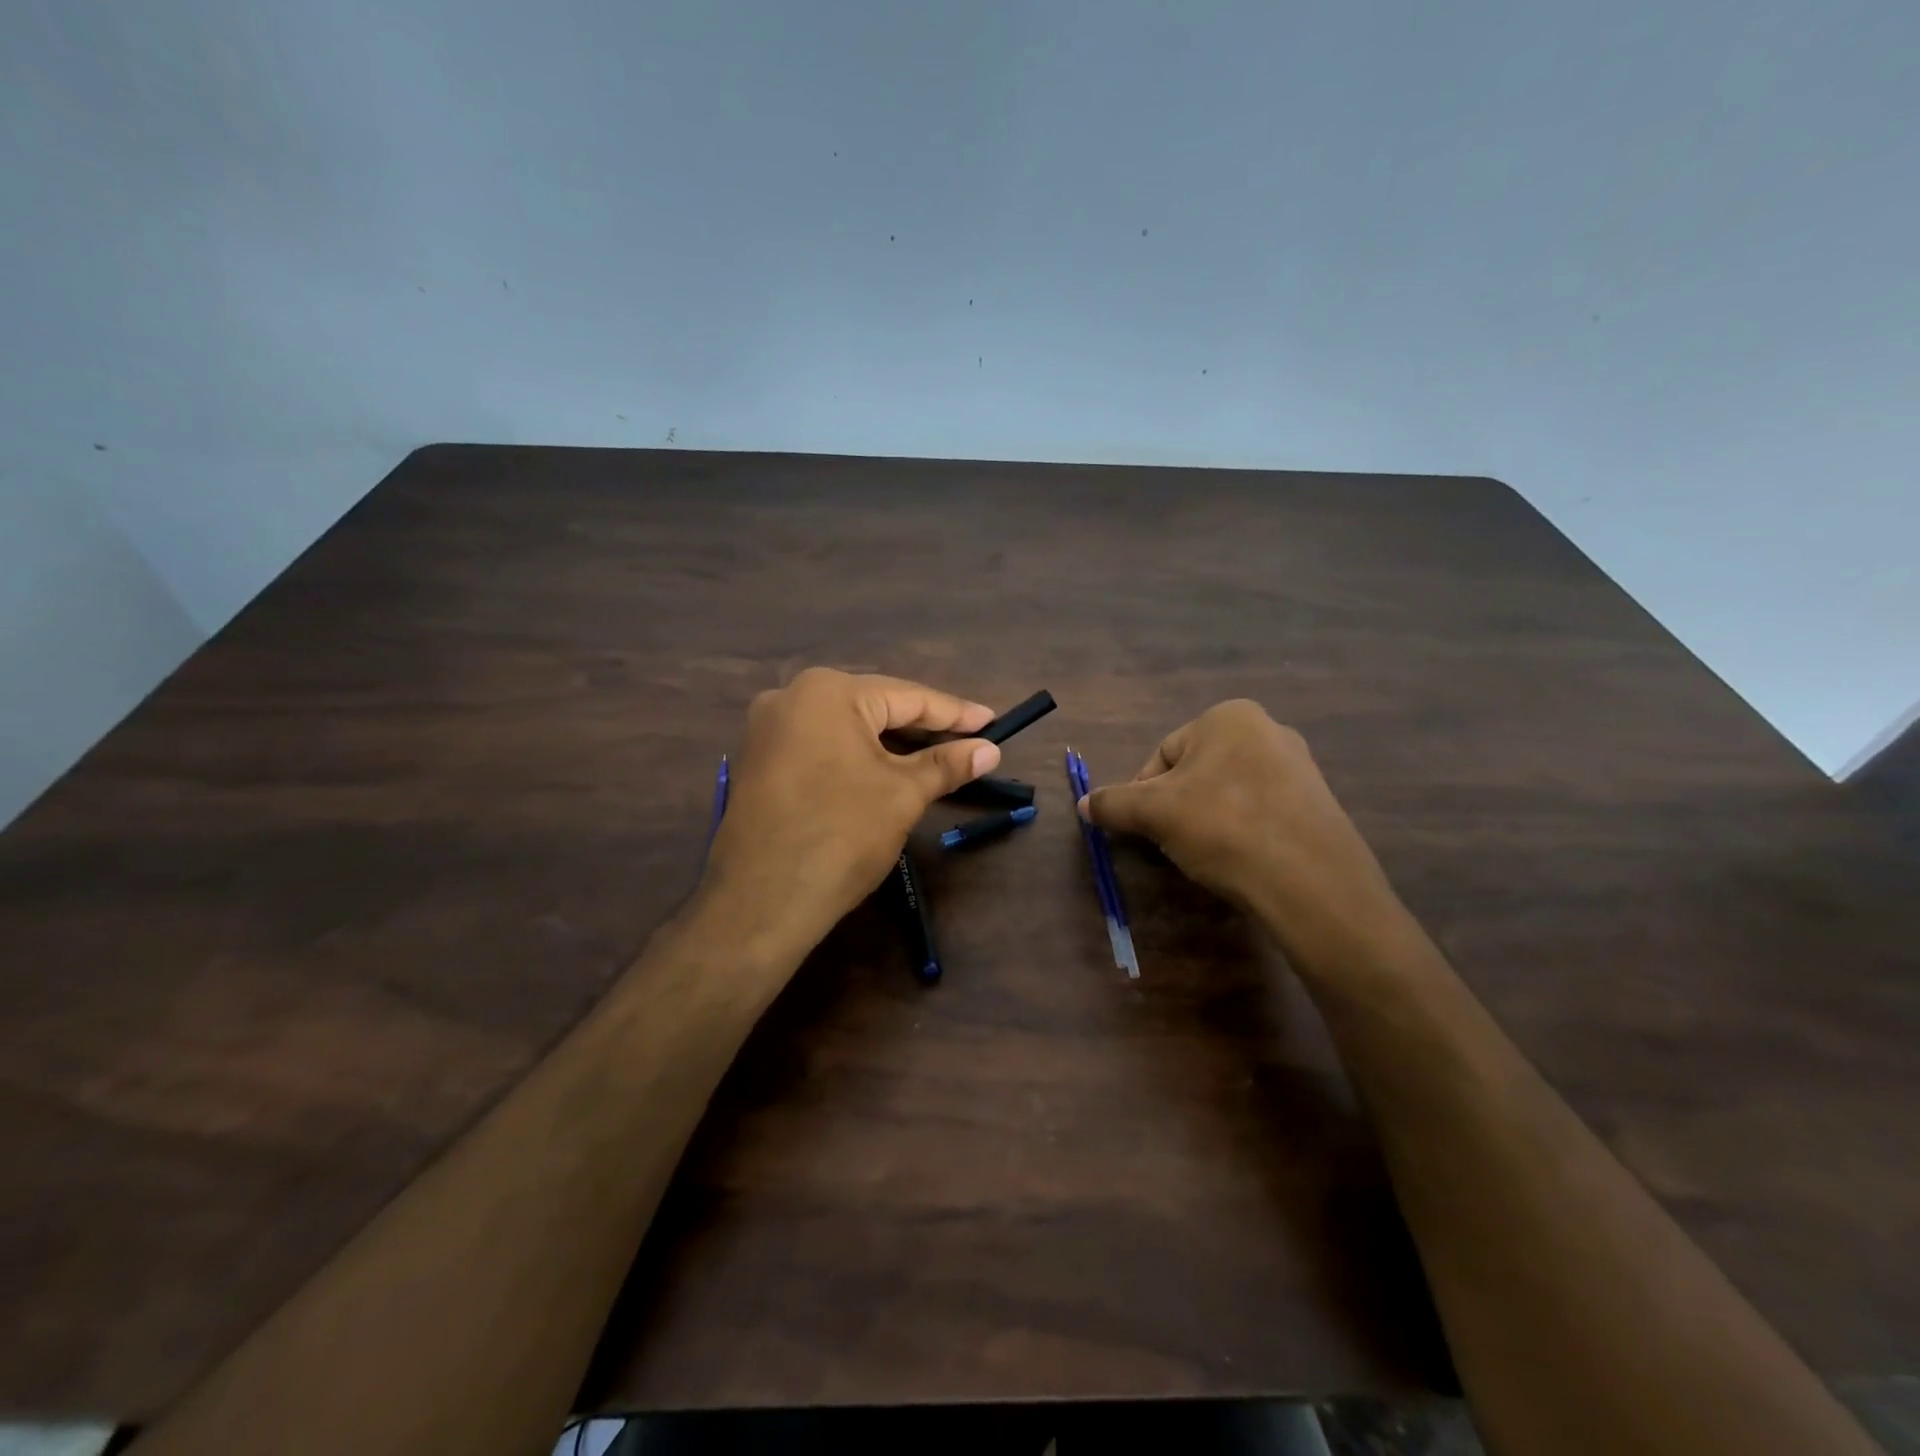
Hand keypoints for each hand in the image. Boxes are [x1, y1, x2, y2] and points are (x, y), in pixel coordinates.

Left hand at [702, 668, 1000, 955]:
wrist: (761, 903)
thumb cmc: (841, 836)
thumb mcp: (902, 795)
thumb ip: (947, 765)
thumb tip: (989, 750)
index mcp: (827, 692)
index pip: (908, 697)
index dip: (955, 713)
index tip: (992, 722)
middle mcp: (791, 697)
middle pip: (875, 707)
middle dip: (923, 728)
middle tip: (970, 742)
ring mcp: (768, 730)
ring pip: (848, 729)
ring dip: (892, 745)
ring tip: (937, 758)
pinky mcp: (760, 762)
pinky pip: (823, 747)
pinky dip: (858, 757)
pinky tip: (887, 772)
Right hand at [1081, 700, 1402, 962]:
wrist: (1310, 880)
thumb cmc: (1223, 826)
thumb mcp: (1153, 813)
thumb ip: (1113, 804)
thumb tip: (1084, 804)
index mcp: (1228, 717)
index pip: (1163, 754)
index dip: (1143, 794)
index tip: (1143, 828)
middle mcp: (1268, 729)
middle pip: (1196, 772)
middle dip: (1178, 806)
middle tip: (1172, 843)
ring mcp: (1299, 767)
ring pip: (1228, 793)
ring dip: (1208, 820)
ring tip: (1207, 855)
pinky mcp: (1317, 804)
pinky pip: (1261, 812)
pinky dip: (1242, 832)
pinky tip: (1240, 860)